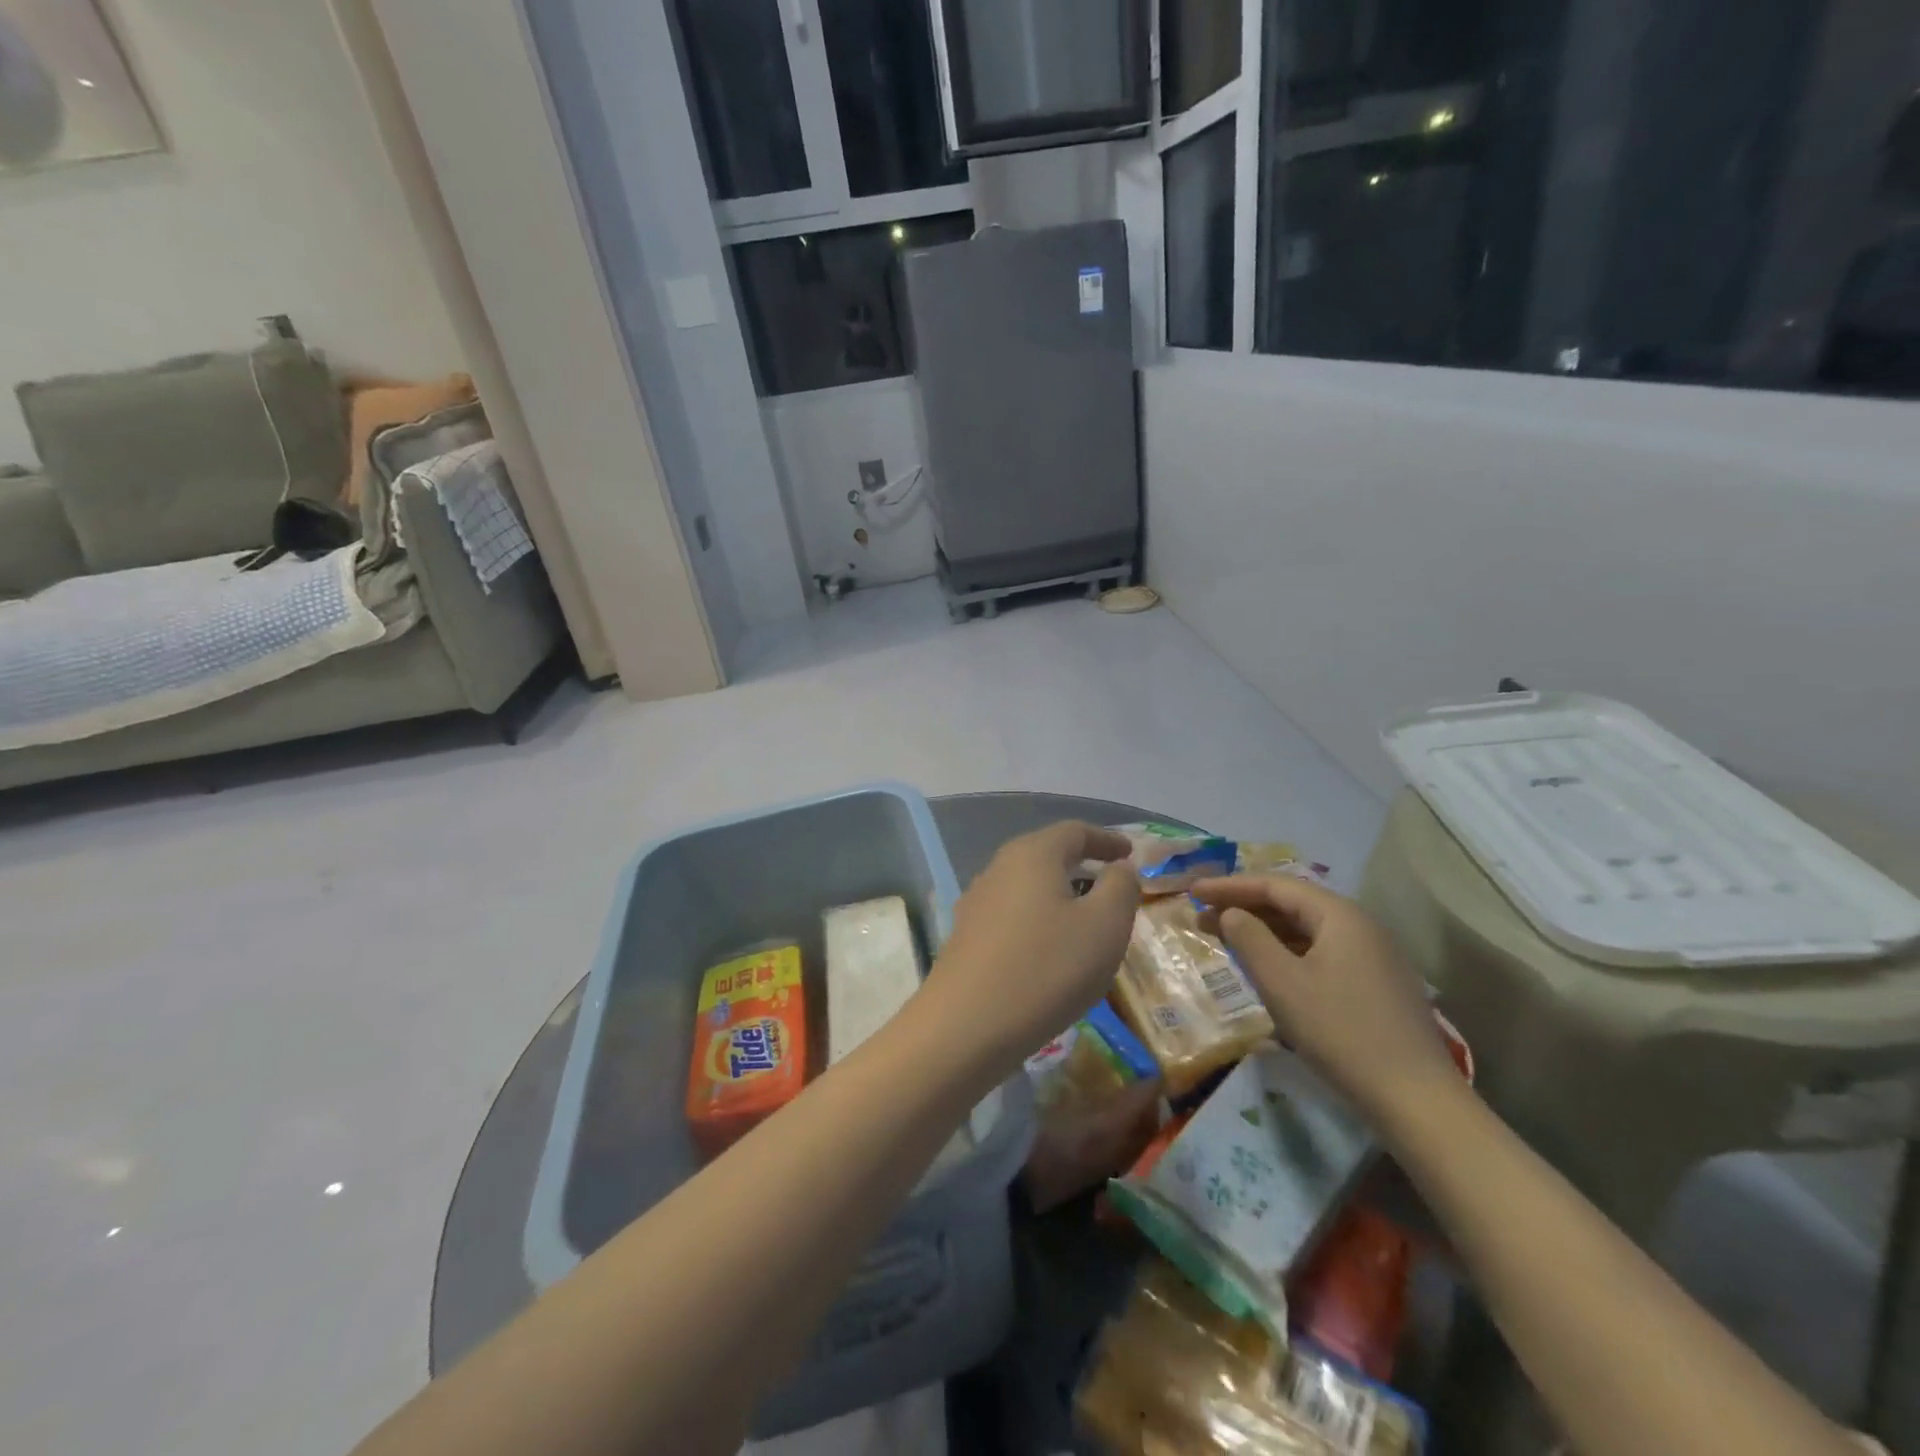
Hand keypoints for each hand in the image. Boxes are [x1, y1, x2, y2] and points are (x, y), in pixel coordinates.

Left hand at [916, 822, 1140, 1082]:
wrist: (966, 1026)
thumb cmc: (1047, 968)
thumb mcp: (1105, 925)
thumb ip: (1121, 887)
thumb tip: (1119, 868)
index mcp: (1033, 853)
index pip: (1075, 831)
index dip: (1107, 840)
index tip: (1130, 853)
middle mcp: (999, 867)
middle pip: (1047, 855)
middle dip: (1082, 866)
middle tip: (1111, 888)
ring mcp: (976, 902)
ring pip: (1028, 886)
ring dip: (1059, 896)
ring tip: (1086, 922)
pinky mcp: (965, 936)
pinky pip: (1012, 915)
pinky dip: (1039, 921)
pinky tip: (1050, 951)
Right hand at [1192, 874, 1458, 1133]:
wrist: (1415, 1097)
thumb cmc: (1340, 1030)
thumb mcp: (1282, 982)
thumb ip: (1249, 938)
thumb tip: (1230, 913)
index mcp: (1339, 915)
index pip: (1275, 885)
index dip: (1229, 886)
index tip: (1192, 892)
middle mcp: (1360, 925)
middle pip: (1292, 903)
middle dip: (1244, 907)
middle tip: (1202, 916)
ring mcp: (1373, 955)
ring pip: (1306, 929)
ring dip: (1264, 930)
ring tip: (1226, 939)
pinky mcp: (1376, 984)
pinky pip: (1321, 952)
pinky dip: (1286, 952)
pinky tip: (1267, 968)